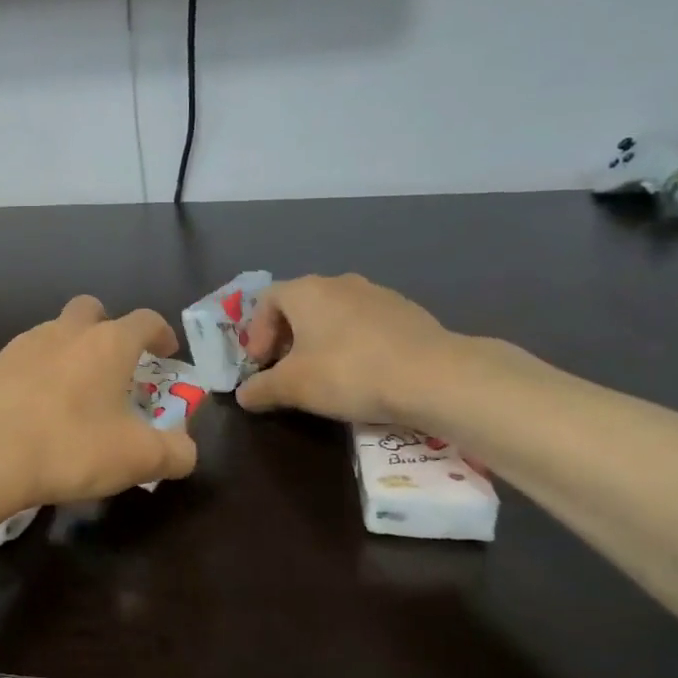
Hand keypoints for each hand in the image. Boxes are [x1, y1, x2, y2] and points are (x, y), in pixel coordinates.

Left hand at [0, 296, 197, 509]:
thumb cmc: (70, 446)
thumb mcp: (137, 459)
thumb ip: (174, 453)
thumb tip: (186, 451)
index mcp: (108, 344)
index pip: (145, 320)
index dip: (160, 333)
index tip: (166, 352)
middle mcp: (65, 332)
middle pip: (91, 310)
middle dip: (106, 328)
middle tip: (113, 363)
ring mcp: (22, 345)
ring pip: (53, 333)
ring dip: (68, 352)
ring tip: (71, 393)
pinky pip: (22, 361)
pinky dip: (34, 376)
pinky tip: (32, 410)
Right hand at [235, 274, 469, 424]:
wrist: (434, 376)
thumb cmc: (349, 373)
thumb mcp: (293, 387)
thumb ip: (261, 389)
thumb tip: (243, 394)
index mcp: (305, 291)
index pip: (265, 300)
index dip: (256, 333)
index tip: (261, 365)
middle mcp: (338, 283)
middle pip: (299, 305)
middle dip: (287, 337)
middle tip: (287, 370)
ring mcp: (376, 294)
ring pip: (334, 314)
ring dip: (320, 340)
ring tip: (325, 374)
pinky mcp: (406, 312)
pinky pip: (365, 324)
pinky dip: (353, 343)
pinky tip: (363, 373)